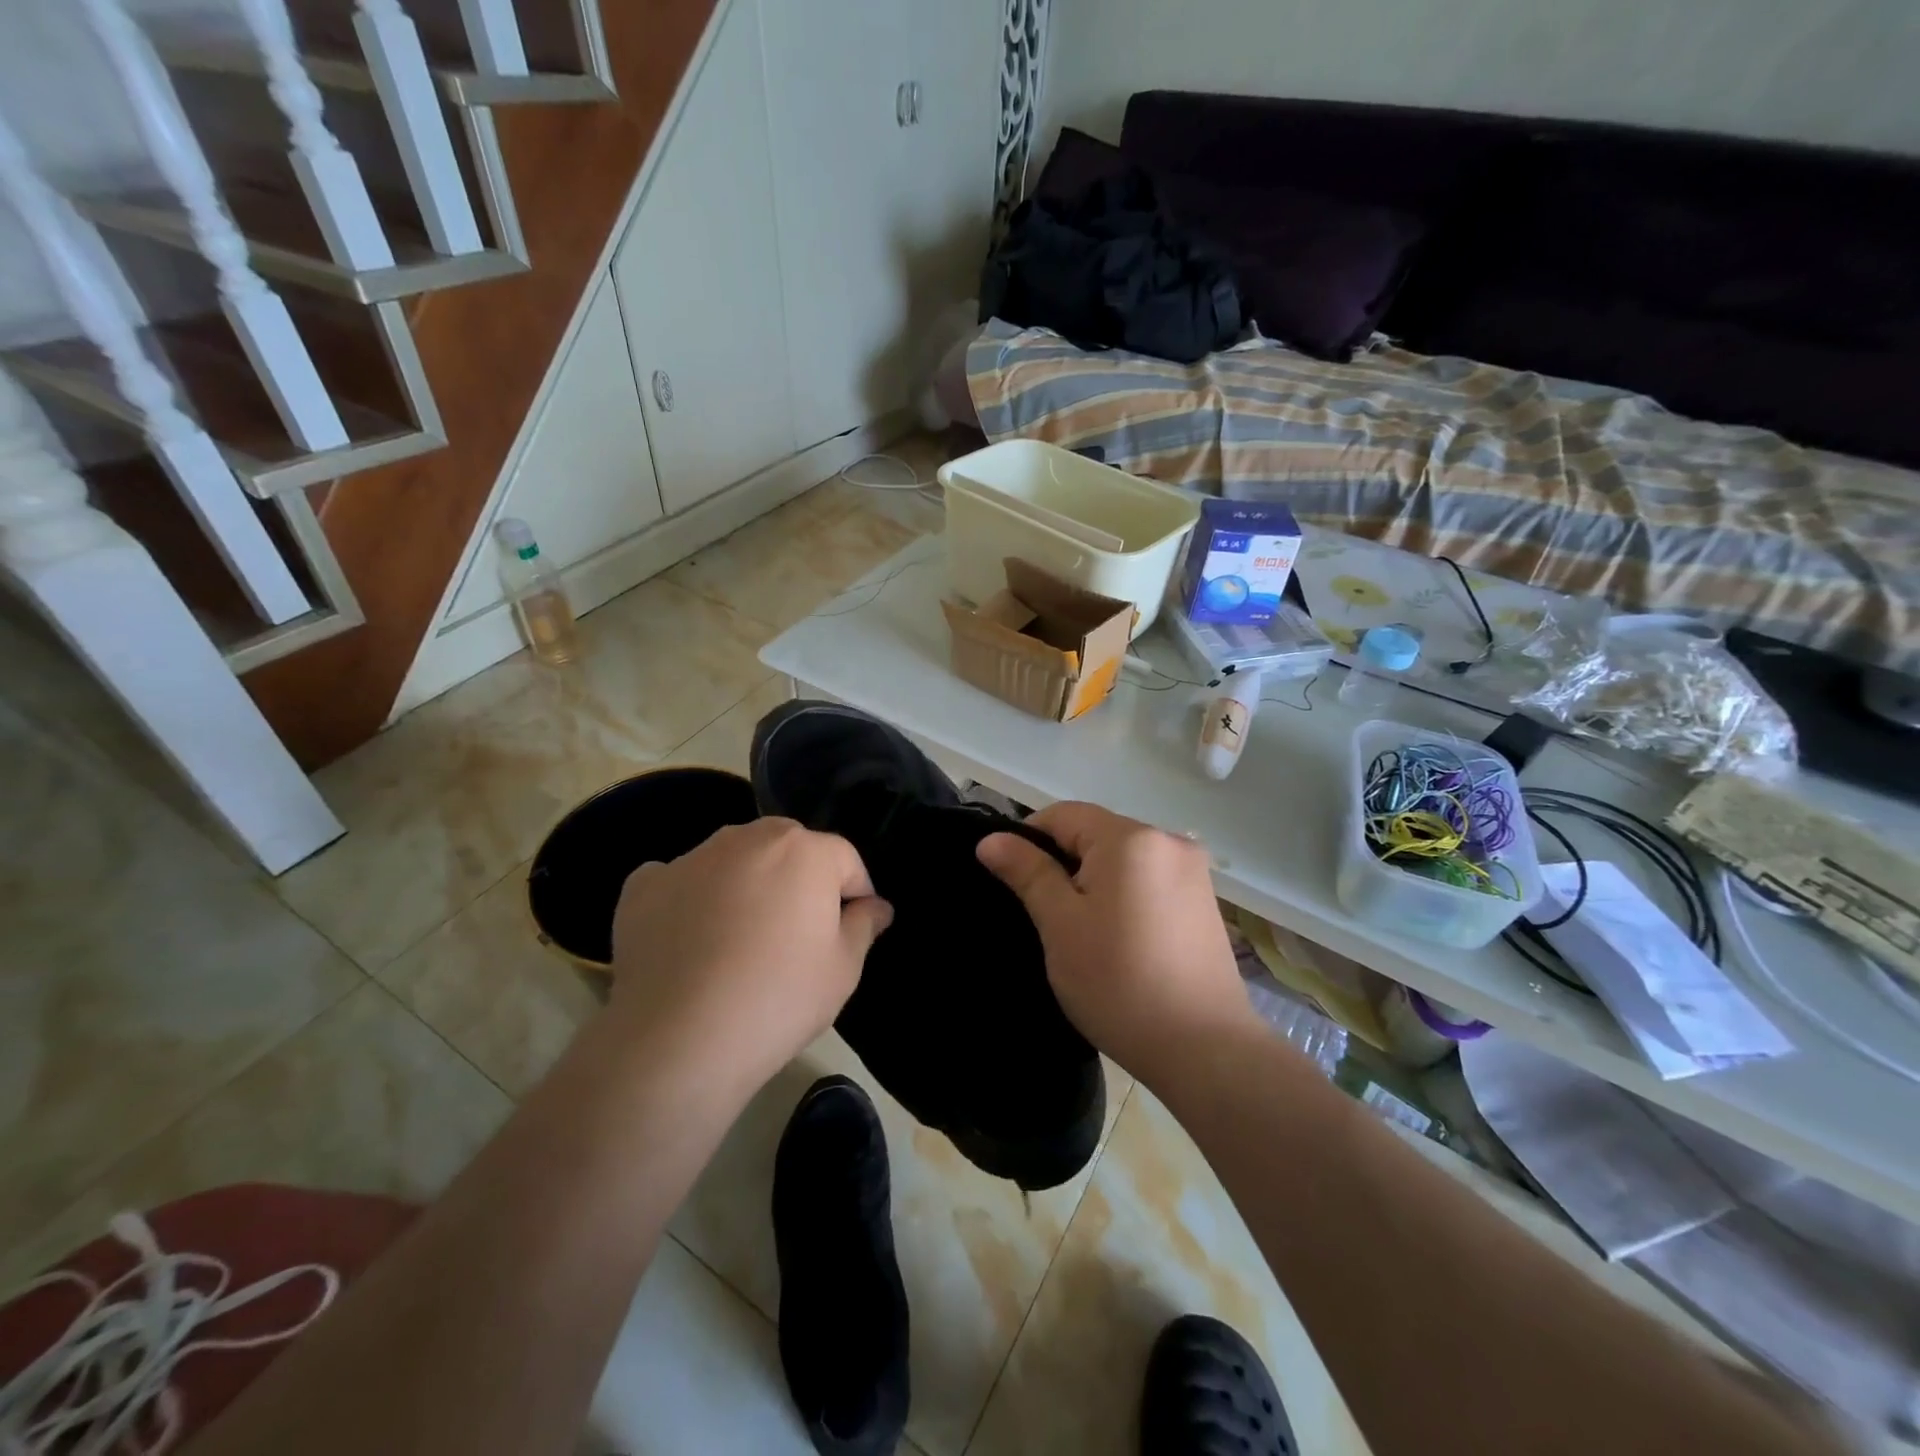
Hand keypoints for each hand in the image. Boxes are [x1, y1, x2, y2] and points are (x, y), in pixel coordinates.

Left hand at [610, 818, 891, 1089]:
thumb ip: (864, 925)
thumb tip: (876, 906)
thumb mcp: (843, 969)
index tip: (852, 930)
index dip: (855, 893)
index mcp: (803, 850)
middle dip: (798, 880)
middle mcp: (747, 838)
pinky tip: (688, 942)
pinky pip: (680, 882)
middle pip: (787, 849)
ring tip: (739, 941)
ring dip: (745, 885)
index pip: (844, 859)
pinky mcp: (644, 886)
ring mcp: (690, 858)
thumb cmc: (778, 999)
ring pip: (733, 861)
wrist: (678, 1040)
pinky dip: (690, 900)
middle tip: (795, 934)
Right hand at [977, 802, 1255, 1085]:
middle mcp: (1169, 840)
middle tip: (1045, 916)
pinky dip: (1124, 895)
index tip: (1014, 882)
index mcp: (1131, 838)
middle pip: (1096, 834)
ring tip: (1082, 932)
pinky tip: (1119, 938)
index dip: (1029, 839)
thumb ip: (1027, 872)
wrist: (1204, 1050)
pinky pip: (1149, 880)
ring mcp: (1193, 871)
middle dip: (1064, 864)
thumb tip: (990, 839)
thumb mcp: (1060, 925)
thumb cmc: (1119, 982)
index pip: (1064, 815)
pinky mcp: (1204, 901)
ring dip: (1094, 882)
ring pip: (1122, 859)